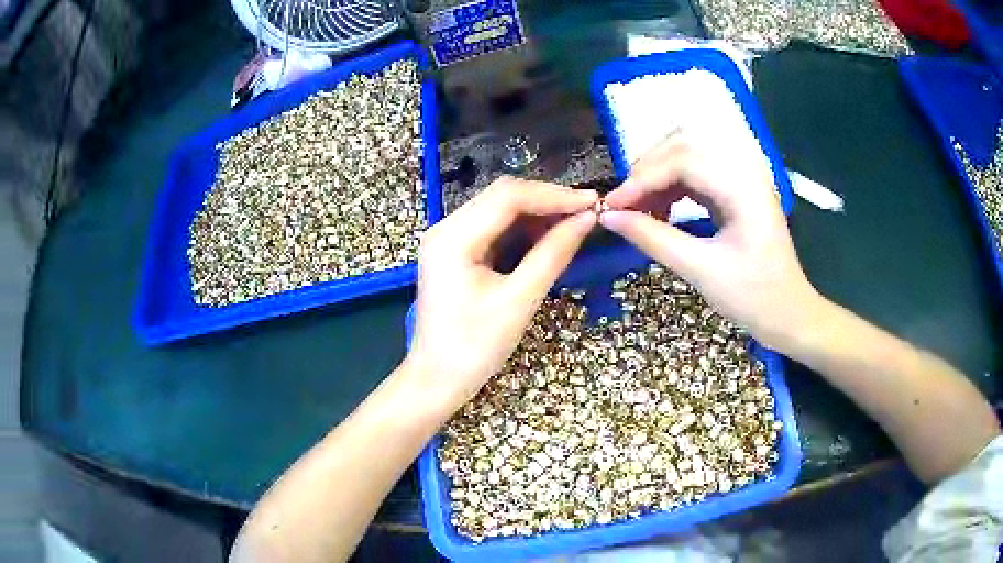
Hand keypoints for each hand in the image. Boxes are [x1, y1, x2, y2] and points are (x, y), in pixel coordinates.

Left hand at [406, 177, 597, 410]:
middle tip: (587, 212)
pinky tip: (548, 236)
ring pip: (498, 210)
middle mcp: (445, 228)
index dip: (554, 195)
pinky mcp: (454, 252)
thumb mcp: (519, 301)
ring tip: (574, 223)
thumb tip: (587, 219)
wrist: (436, 379)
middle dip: (547, 201)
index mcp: (453, 237)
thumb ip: (553, 254)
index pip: (508, 197)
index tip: (593, 201)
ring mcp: (447, 239)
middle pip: (502, 197)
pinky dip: (522, 229)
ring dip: (537, 214)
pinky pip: (493, 228)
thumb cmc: (474, 347)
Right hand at [600, 135, 819, 348]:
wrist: (788, 313)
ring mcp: (742, 177)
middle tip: (624, 204)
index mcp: (742, 187)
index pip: (681, 161)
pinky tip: (661, 208)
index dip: (642, 180)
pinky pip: (697, 172)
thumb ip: (653, 238)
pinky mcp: (738, 189)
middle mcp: (744, 170)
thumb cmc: (752, 297)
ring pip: (688, 154)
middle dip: (647, 170)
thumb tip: (608, 217)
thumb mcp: (700, 270)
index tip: (611, 206)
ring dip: (658, 175)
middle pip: (683, 146)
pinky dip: (673, 184)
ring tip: (639, 208)